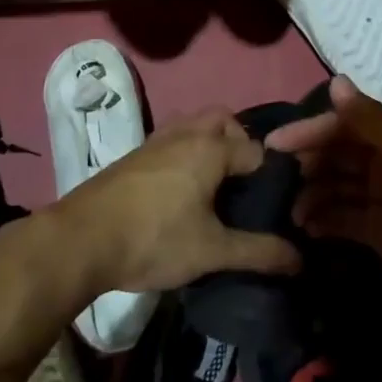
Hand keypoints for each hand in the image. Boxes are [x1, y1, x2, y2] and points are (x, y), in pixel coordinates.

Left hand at [53, 109, 301, 295]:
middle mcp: (185, 133)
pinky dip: (185, 151)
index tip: (274, 204)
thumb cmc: (153, 239)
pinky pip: (172, 139)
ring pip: (193, 125)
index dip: (271, 176)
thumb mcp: (212, 251)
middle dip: (239, 142)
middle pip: (223, 120)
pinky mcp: (134, 155)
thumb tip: (301, 260)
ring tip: (214, 185)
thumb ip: (259, 252)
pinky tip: (180, 190)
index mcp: (210, 148)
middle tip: (242, 183)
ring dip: (209, 143)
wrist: (80, 240)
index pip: (257, 151)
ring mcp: (156, 141)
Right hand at [270, 76, 381, 319]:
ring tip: (291, 210)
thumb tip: (335, 83)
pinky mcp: (380, 231)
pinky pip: (344, 218)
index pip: (345, 124)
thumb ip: (372, 120)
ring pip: (337, 186)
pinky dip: (325, 220)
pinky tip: (307, 228)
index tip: (275, 144)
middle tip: (276, 179)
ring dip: (312, 194)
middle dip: (308, 163)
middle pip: (337, 154)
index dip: (311, 130)